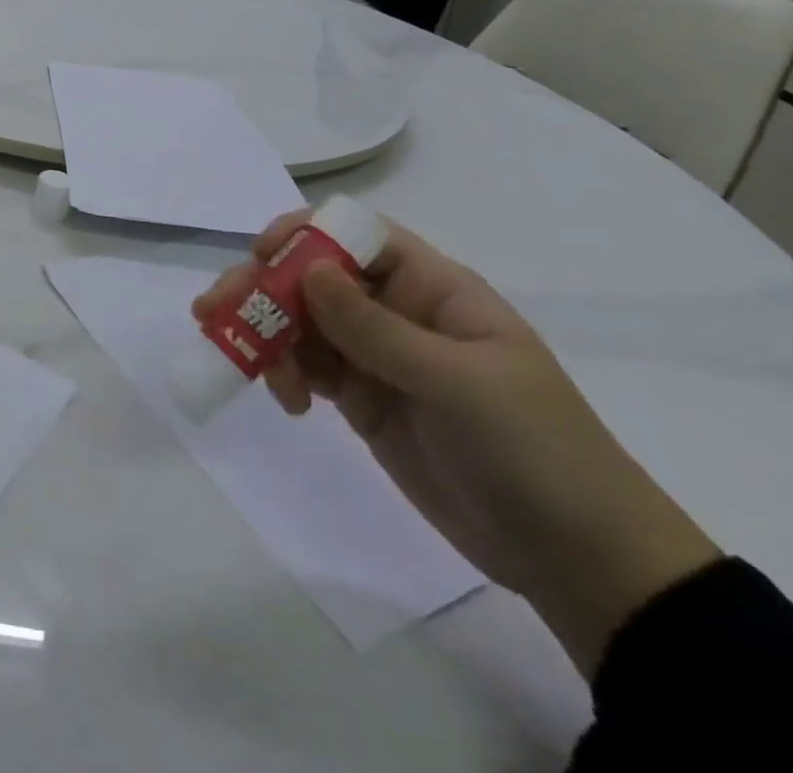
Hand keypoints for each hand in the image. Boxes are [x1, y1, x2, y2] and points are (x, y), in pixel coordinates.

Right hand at [194, 213, 718, 675]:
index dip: (304, 234)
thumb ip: (375, 327)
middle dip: (263, 287)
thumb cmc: (533, 450)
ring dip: (263, 332)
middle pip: (314, 277)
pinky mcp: (362, 400)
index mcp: (431, 288)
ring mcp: (377, 357)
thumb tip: (309, 269)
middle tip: (215, 311)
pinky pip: (308, 368)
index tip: (261, 256)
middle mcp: (397, 312)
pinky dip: (284, 373)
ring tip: (238, 357)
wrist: (577, 558)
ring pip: (301, 322)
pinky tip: (286, 400)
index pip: (355, 236)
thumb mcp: (457, 382)